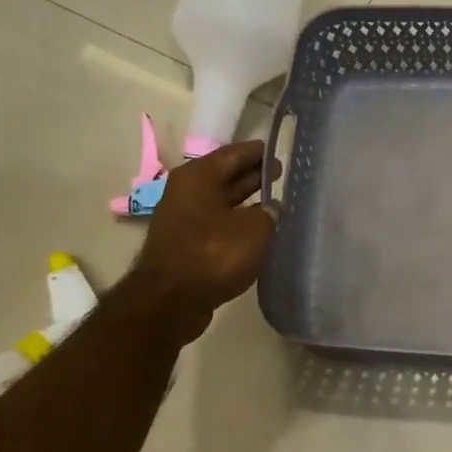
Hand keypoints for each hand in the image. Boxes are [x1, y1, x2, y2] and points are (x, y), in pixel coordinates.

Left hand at [130, 141, 277, 340]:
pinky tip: (257, 231)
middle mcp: (187, 192)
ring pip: (221, 202)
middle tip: (280, 174)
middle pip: (225, 176)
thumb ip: (269, 214)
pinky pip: (217, 224)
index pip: (234, 154)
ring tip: (275, 202)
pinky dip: (237, 223)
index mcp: (199, 176)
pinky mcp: (186, 245)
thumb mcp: (255, 229)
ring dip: (245, 201)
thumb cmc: (214, 254)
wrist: (171, 301)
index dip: (258, 152)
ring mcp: (184, 219)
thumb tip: (271, 209)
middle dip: (252, 175)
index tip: (277, 151)